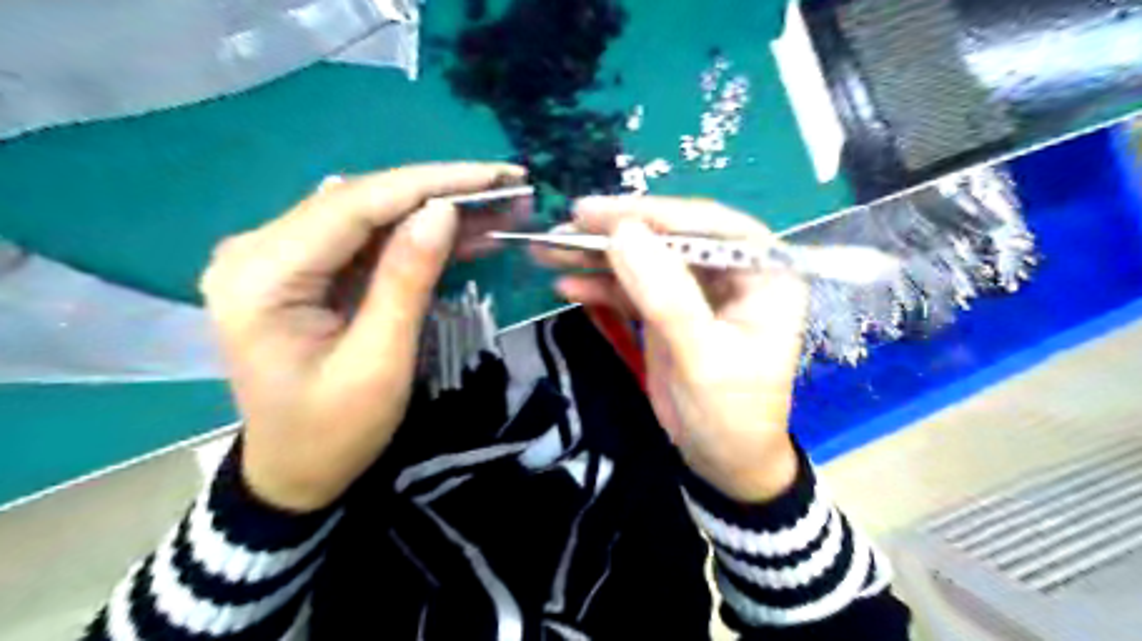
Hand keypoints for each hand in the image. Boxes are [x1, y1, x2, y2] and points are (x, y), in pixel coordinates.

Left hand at [197, 163, 526, 510]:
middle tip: (504, 186)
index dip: (429, 184)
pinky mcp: (302, 269)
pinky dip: (415, 235)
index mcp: (262, 276)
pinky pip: (365, 240)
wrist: (295, 472)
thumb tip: (443, 210)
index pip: (354, 205)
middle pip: (361, 201)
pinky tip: (461, 232)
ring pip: (368, 215)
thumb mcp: (380, 362)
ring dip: (432, 210)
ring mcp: (277, 257)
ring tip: (495, 206)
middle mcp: (257, 250)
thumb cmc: (334, 432)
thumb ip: (407, 280)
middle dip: (438, 191)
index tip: (493, 176)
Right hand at [541, 196, 806, 500]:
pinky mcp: (668, 310)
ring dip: (596, 257)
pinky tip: (566, 285)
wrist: (721, 462)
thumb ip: (666, 295)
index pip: (709, 226)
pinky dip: (599, 286)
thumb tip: (623, 232)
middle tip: (563, 226)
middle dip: (616, 233)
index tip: (598, 214)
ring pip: (644, 260)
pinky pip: (632, 289)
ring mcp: (696, 290)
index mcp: (764, 273)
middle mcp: (732, 272)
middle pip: (670, 238)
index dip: (653, 214)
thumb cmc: (729, 414)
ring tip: (548, 251)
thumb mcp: (701, 358)